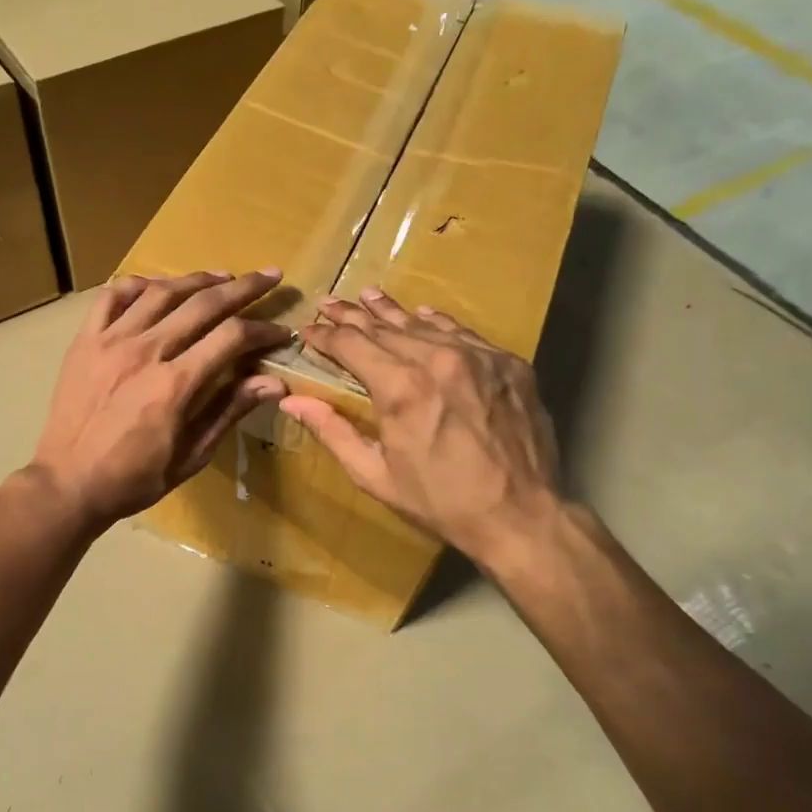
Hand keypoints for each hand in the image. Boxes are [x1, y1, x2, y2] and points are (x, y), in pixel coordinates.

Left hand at [26, 270, 292, 531]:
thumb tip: (274, 382)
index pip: (230, 338)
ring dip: (197, 279)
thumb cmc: (133, 479)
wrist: (67, 483)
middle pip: (202, 304)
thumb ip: (229, 411)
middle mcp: (144, 352)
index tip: (282, 331)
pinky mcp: (85, 340)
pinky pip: (112, 296)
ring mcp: (110, 341)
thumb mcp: (190, 456)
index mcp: (174, 385)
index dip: (263, 330)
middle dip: (243, 288)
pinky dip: (139, 284)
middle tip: (269, 276)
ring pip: (161, 292)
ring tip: (223, 276)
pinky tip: (158, 286)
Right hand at [279, 288, 565, 565]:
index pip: (351, 345)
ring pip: (424, 325)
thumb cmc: (440, 502)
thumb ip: (332, 431)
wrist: (520, 516)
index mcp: (401, 388)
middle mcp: (438, 360)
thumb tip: (291, 400)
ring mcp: (479, 357)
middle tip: (329, 303)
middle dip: (351, 316)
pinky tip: (424, 315)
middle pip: (385, 328)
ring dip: (391, 311)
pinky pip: (464, 334)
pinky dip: (438, 323)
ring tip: (368, 295)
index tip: (307, 331)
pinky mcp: (508, 364)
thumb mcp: (375, 475)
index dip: (325, 336)